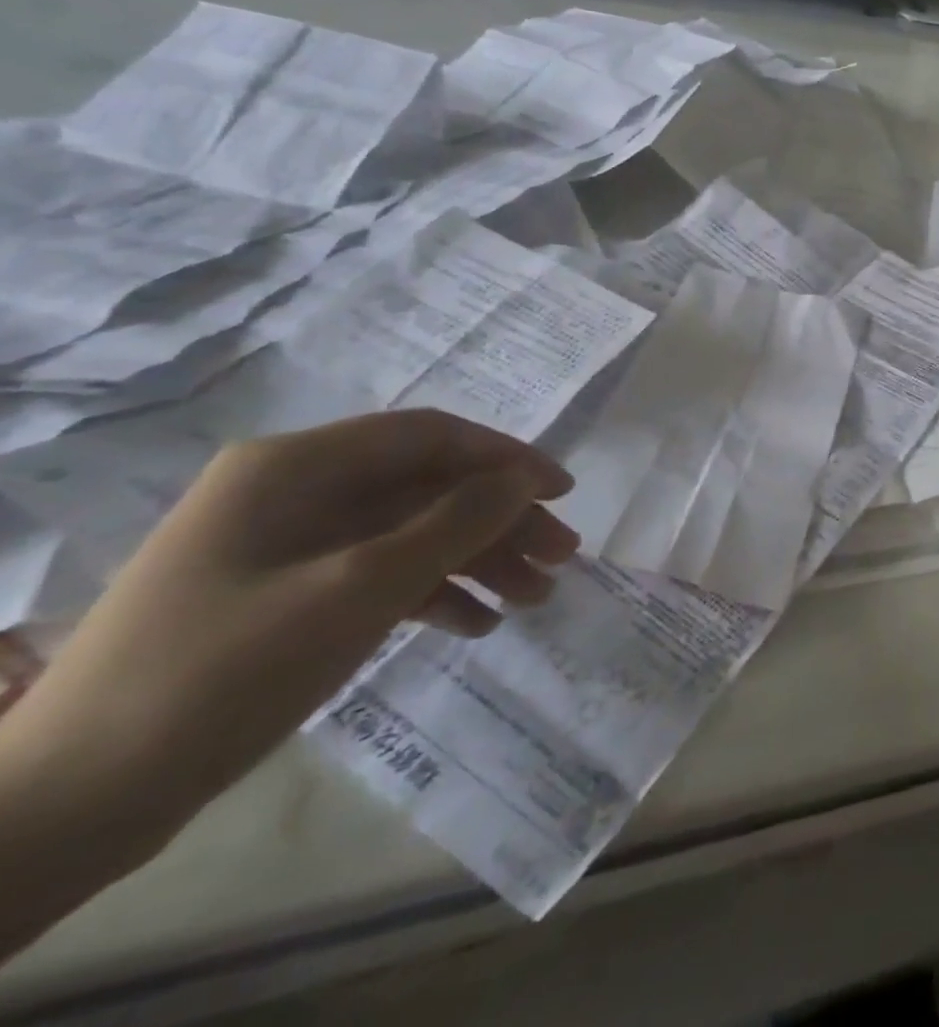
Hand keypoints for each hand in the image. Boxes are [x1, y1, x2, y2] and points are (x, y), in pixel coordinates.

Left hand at [6, 410, 576, 838]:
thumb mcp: (360, 588)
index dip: (506, 457)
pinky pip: (380, 574)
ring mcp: (288, 545)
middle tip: (561, 558)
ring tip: (534, 599)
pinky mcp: (286, 595)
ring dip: (477, 560)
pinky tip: (476, 625)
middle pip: (427, 487)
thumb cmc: (224, 671)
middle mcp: (295, 491)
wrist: (70, 806)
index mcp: (297, 466)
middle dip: (500, 521)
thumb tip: (525, 480)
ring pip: (411, 532)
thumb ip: (456, 523)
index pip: (431, 436)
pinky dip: (433, 593)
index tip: (563, 493)